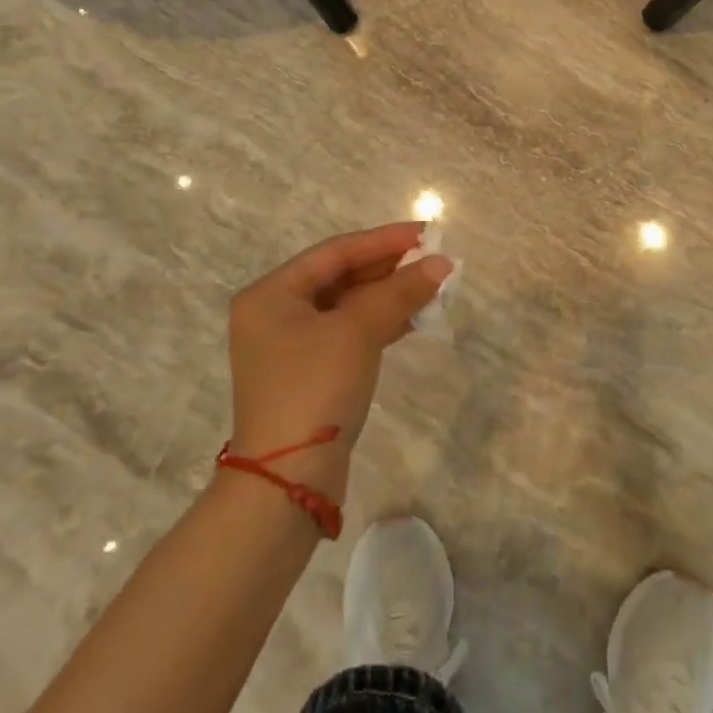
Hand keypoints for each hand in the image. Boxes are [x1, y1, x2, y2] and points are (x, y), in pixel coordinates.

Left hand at [227, 223, 451, 500]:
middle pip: (339, 278)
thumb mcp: (357, 332)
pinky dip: (379, 325)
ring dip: (388, 297)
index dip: (383, 240)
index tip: (425, 233)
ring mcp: (290, 348)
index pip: (334, 252)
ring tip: (431, 288)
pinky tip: (413, 319)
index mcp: (271, 294)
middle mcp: (274, 315)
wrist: (288, 479)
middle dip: (388, 269)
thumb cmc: (314, 388)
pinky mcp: (309, 375)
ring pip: (346, 307)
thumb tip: (441, 264)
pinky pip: (348, 335)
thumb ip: (399, 292)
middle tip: (432, 260)